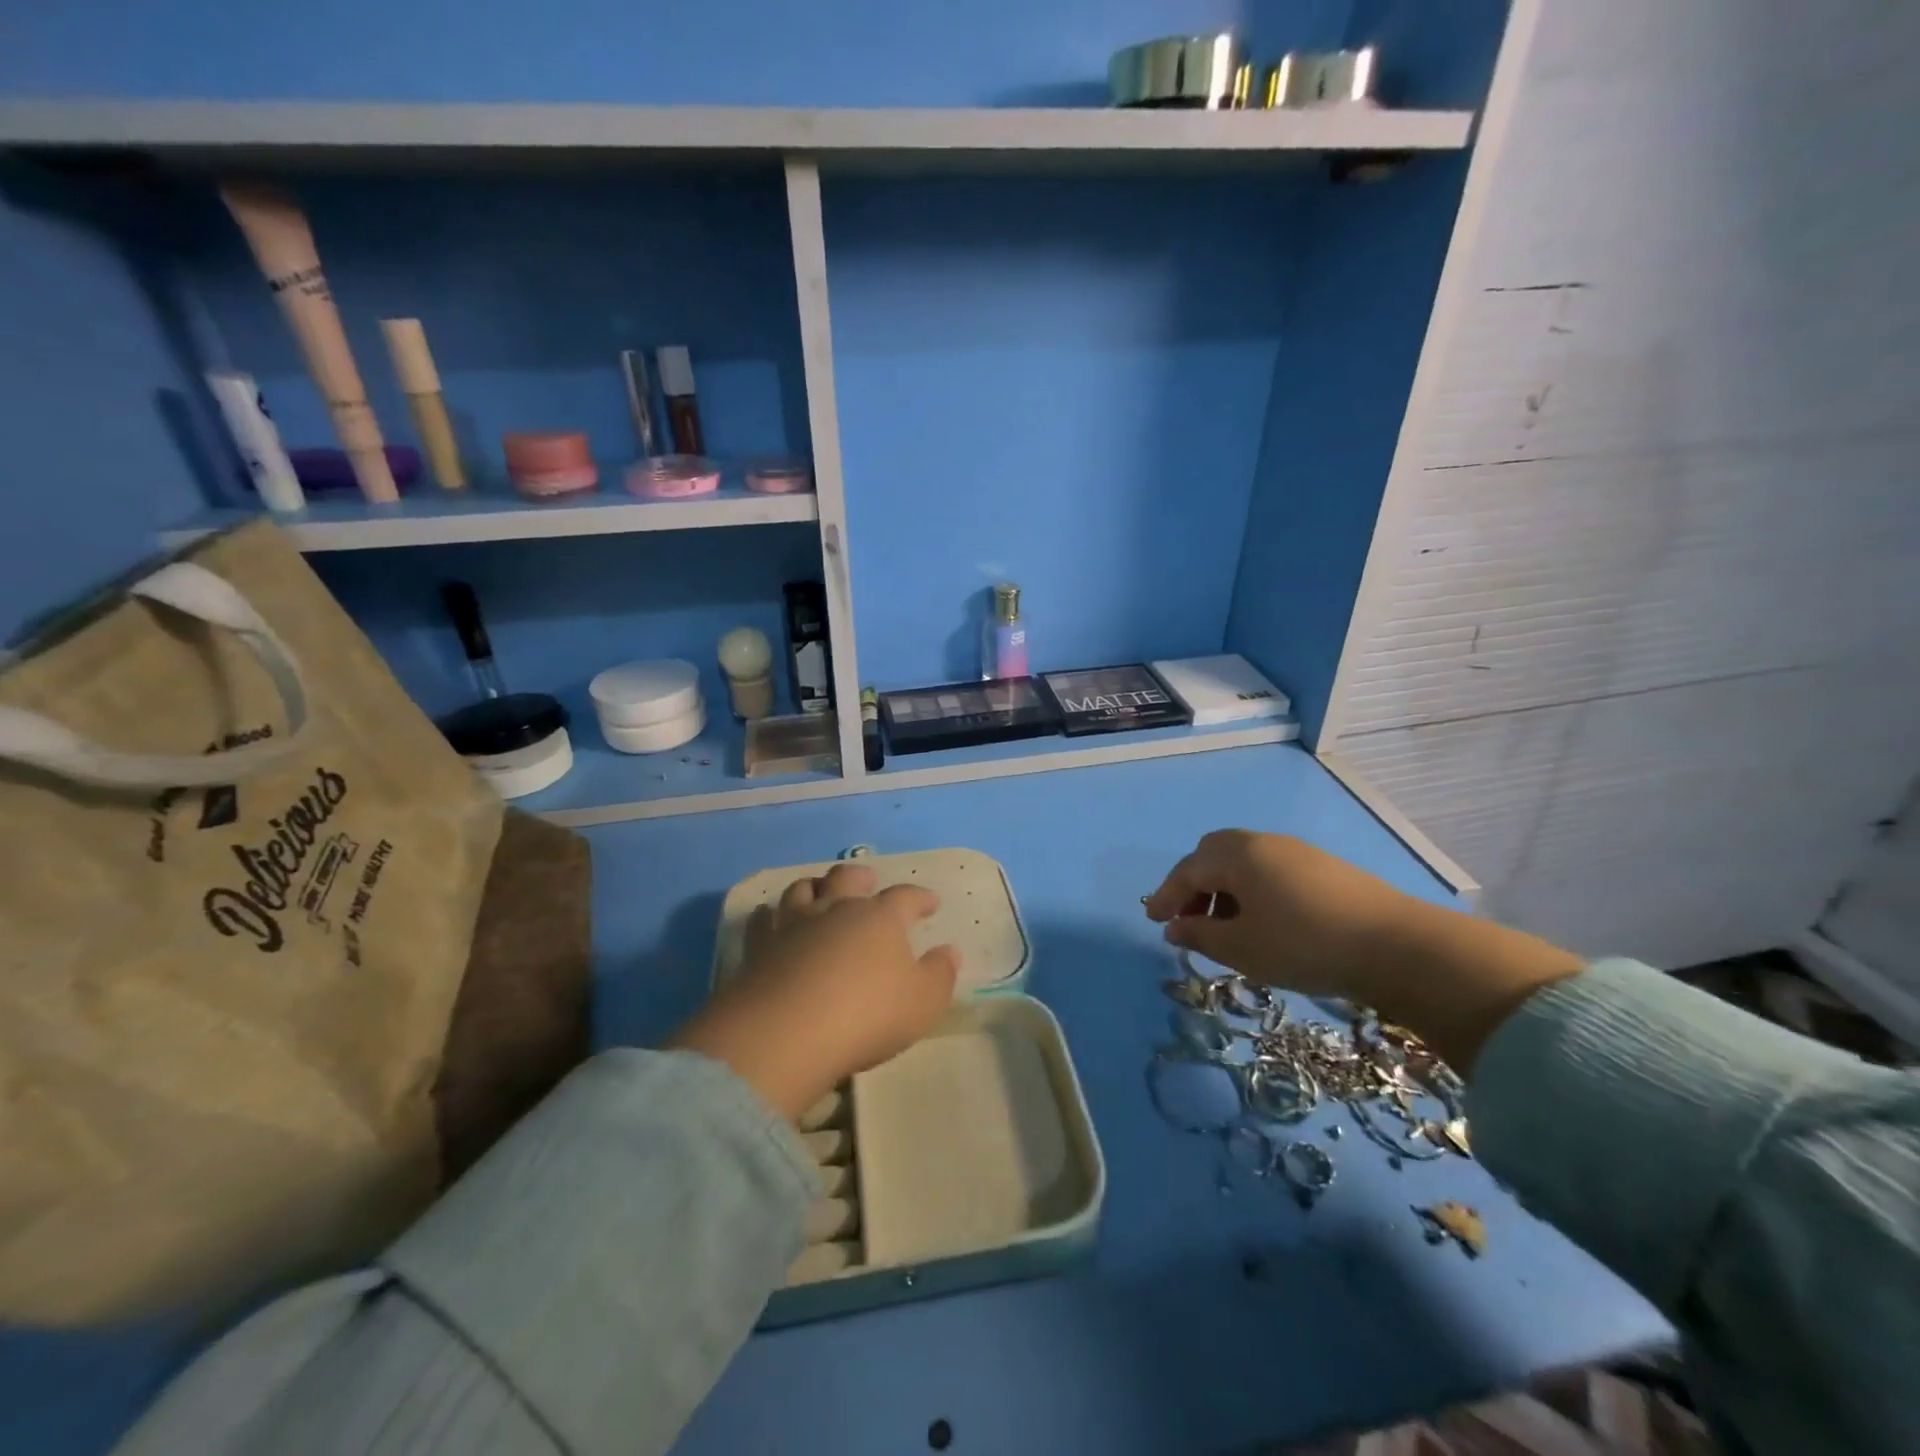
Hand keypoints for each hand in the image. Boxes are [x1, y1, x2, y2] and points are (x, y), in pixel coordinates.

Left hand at [669, 862, 959, 1120]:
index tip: (930, 903)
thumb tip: (949, 951)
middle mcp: (837, 909)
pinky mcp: (759, 947)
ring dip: (814, 886)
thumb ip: (940, 974)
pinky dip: (767, 915)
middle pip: (848, 877)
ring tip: (819, 890)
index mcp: (880, 918)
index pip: (905, 897)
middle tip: (867, 881)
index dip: (920, 898)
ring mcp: (794, 924)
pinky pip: (762, 921)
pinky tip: (768, 916)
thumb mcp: (922, 1002)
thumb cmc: (867, 1015)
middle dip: (860, 877)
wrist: (787, 1032)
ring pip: (802, 889)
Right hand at [1144, 829, 1582, 1070]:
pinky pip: (1268, 869)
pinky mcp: (1321, 866)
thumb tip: (1173, 927)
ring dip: (1223, 888)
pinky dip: (1251, 889)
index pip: (1187, 870)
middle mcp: (1262, 843)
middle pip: (1212, 855)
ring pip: (1242, 862)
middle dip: (1193, 885)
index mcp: (1236, 856)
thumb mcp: (1241, 948)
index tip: (1153, 921)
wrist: (1396, 945)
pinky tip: (1262, 920)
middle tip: (1187, 919)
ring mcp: (1295, 851)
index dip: (1166, 896)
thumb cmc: (1303, 945)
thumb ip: (1199, 935)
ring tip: (1224, 927)